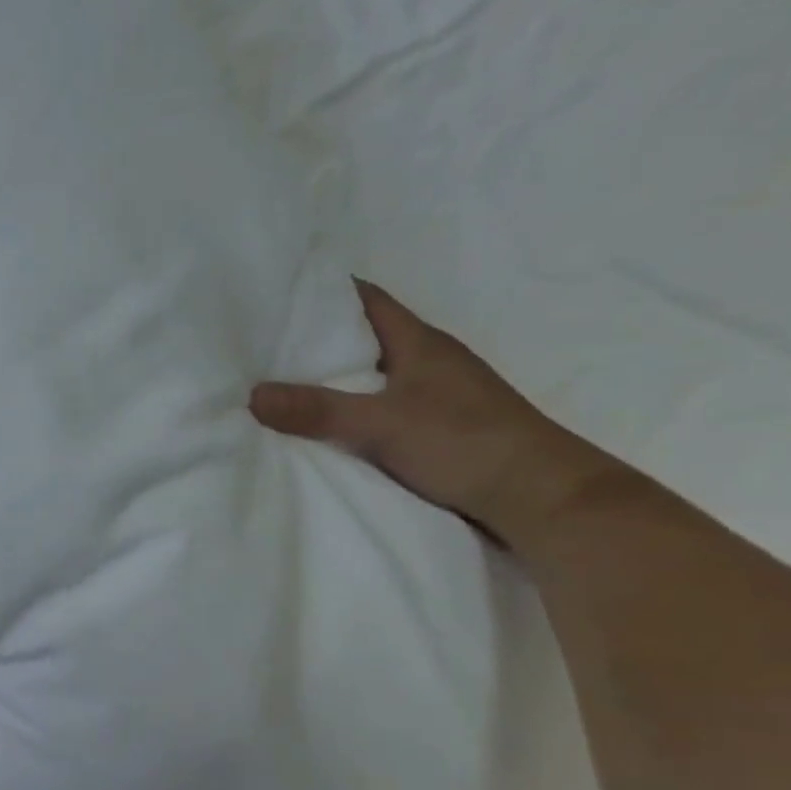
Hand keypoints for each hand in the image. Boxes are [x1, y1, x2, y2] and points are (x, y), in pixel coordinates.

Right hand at [250, 279, 617, 545]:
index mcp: (419, 342)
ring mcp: (433, 396)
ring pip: (370, 374)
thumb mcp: (381, 424)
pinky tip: (319, 424)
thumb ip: (317, 410)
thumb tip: (252, 395)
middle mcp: (426, 361)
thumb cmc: (464, 442)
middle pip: (362, 336)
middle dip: (315, 337)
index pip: (365, 298)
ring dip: (331, 376)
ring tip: (276, 382)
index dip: (322, 291)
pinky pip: (377, 406)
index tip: (276, 293)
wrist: (539, 498)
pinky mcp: (434, 428)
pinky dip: (347, 408)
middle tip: (260, 342)